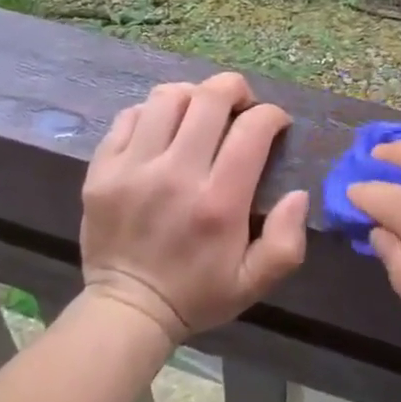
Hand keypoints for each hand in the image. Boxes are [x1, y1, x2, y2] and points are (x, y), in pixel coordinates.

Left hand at [79, 72, 308, 344]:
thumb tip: (298, 194)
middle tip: (241, 104)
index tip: (276, 124)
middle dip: (235, 89)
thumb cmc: (197, 294)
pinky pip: (130, 116)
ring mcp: (133, 168)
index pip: (252, 129)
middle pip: (209, 98)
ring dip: (193, 95)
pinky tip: (164, 129)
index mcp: (218, 203)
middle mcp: (175, 175)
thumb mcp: (254, 281)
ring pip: (168, 97)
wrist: (126, 311)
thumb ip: (286, 241)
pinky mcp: (102, 169)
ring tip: (200, 112)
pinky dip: (153, 113)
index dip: (272, 114)